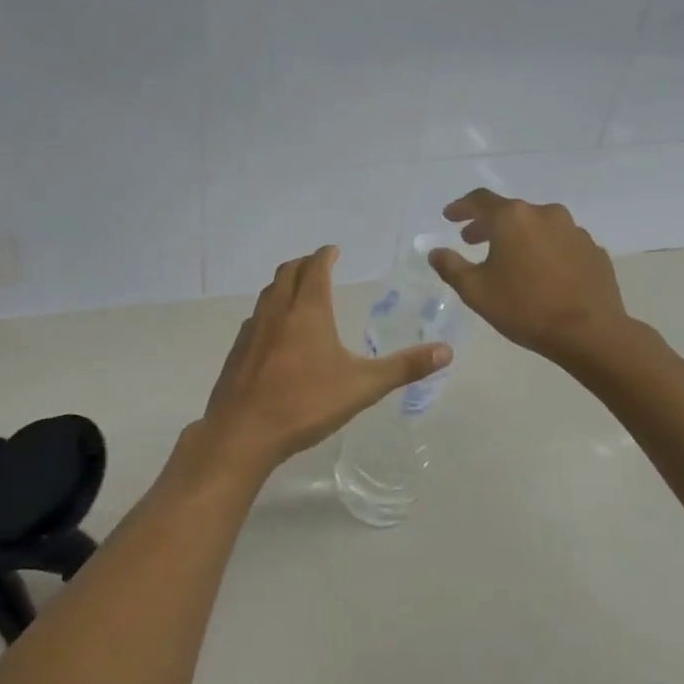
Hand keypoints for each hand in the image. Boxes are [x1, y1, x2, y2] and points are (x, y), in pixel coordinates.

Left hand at [191, 245, 449, 480]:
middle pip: (287, 273)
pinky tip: (275, 334)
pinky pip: (256, 319)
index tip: (333, 250)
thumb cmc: (306, 403)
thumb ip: (404, 367)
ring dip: (283, 285)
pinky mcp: (237, 351)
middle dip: (304, 264)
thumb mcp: (363, 386)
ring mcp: (252, 330)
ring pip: (268, 294)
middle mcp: (277, 312)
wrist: (244, 432)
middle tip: (318, 265)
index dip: (325, 255)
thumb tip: (446, 351)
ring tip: (298, 292)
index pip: (316, 268)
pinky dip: (269, 312)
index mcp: (308, 311)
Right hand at [429, 190, 635, 367]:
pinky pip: (560, 243)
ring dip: (518, 237)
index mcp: (513, 218)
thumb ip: (451, 267)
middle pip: (510, 212)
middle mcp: (545, 214)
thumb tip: (435, 251)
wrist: (589, 332)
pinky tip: (540, 273)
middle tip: (471, 241)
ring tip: (507, 259)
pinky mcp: (593, 249)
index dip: (461, 207)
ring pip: (537, 226)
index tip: (449, 217)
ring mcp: (574, 230)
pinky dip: (544, 250)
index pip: (480, 201)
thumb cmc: (525, 308)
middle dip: (488, 225)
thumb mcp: (476, 291)